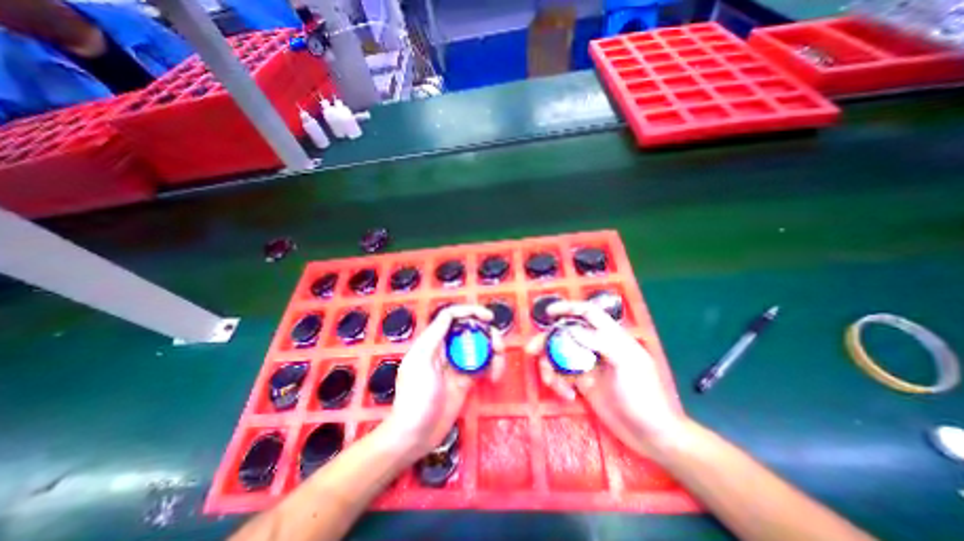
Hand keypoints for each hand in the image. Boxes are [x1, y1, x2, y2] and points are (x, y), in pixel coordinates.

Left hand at [384, 304, 503, 455]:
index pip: (452, 317)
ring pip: (480, 347)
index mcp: (433, 341)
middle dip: (488, 335)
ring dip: (494, 353)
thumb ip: (434, 337)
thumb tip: (449, 314)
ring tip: (498, 367)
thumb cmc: (414, 398)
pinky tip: (494, 377)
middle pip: (471, 331)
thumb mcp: (421, 362)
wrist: (415, 435)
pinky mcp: (467, 380)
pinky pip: (483, 365)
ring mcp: (458, 364)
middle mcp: (447, 349)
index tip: (488, 318)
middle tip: (499, 347)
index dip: (470, 312)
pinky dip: (493, 367)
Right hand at [524, 301, 688, 455]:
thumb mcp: (625, 364)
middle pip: (566, 334)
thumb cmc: (643, 395)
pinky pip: (561, 375)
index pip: (588, 313)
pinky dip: (558, 383)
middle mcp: (596, 347)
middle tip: (531, 351)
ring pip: (559, 355)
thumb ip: (599, 341)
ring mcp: (587, 364)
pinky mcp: (582, 382)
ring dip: (550, 367)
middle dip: (547, 341)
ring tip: (553, 384)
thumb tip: (570, 329)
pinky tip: (568, 395)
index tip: (549, 313)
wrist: (650, 435)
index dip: (568, 308)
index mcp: (611, 337)